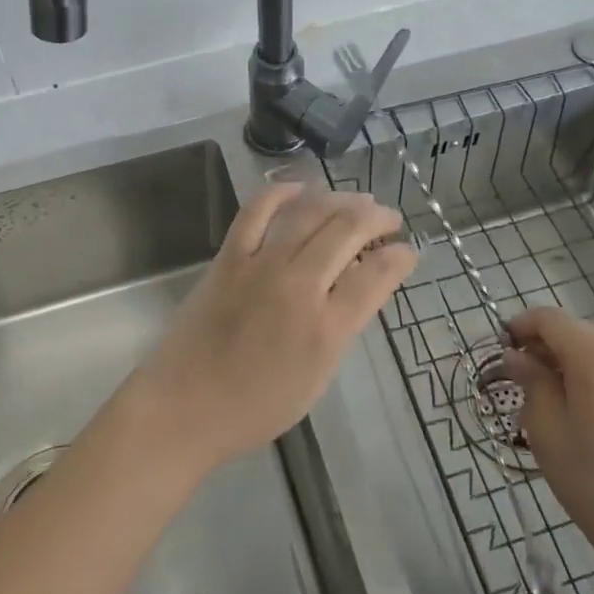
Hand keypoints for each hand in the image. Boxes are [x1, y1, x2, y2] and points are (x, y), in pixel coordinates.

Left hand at [127, 184, 417, 474]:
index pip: (377, 275)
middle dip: (377, 218)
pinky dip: (280, 192)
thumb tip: (361, 283)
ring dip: (340, 199)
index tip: (408, 251)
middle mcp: (299, 287)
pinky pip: (257, 211)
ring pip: (310, 213)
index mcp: (327, 328)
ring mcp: (261, 266)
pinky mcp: (229, 257)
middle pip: (347, 231)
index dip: (400, 256)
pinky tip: (300, 188)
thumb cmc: (257, 406)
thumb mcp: (318, 376)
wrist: (185, 406)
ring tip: (357, 199)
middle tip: (389, 219)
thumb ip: (343, 326)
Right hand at [503, 307, 593, 583]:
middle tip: (520, 381)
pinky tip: (584, 413)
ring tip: (551, 402)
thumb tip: (518, 357)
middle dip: (544, 348)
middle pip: (574, 332)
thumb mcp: (547, 431)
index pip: (549, 319)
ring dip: (568, 363)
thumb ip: (531, 382)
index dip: (520, 327)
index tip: (500, 352)